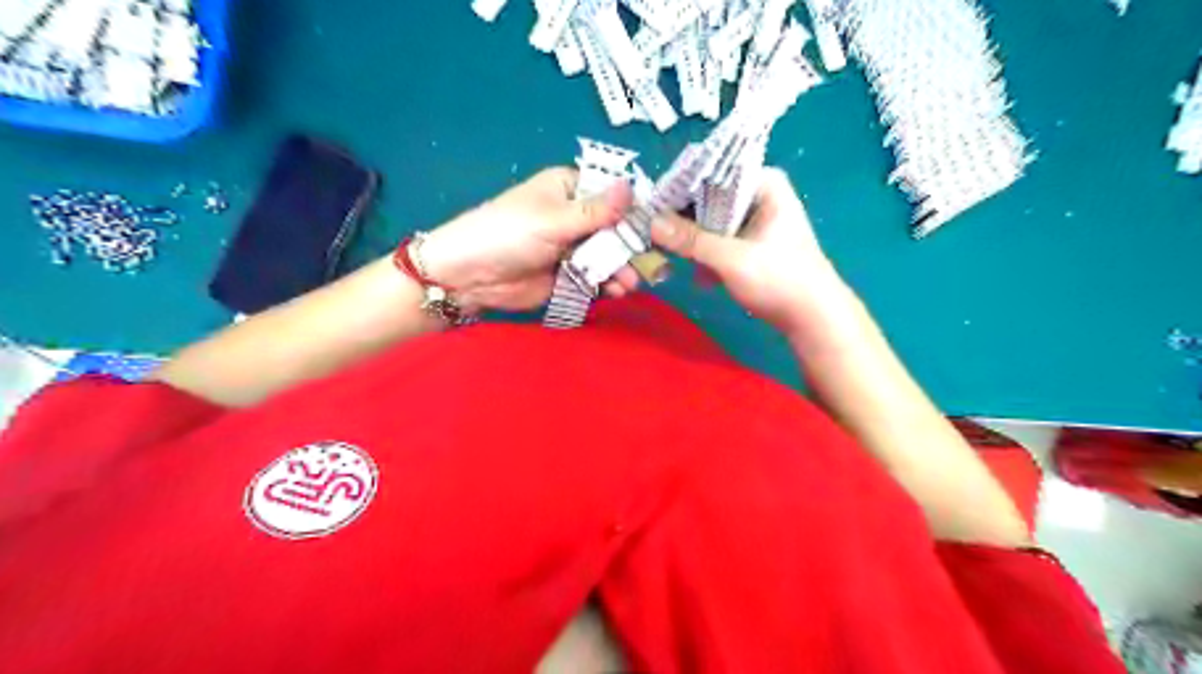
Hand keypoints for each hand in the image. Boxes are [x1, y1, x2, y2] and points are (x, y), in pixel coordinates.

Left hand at [423, 171, 646, 313]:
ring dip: (621, 268)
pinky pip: (595, 276)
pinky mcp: (567, 274)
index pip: (612, 194)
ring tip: (630, 283)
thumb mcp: (554, 220)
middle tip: (652, 264)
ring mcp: (572, 246)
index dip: (636, 210)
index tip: (660, 227)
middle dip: (631, 246)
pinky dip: (607, 283)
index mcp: (569, 189)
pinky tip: (616, 291)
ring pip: (607, 255)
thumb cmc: (509, 234)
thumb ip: (596, 211)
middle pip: (614, 228)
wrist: (469, 276)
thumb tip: (632, 185)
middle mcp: (575, 215)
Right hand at [654, 170, 848, 336]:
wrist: (814, 318)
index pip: (711, 172)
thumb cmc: (781, 280)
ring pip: (711, 220)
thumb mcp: (732, 259)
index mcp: (763, 183)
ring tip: (672, 257)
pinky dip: (707, 254)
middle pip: (708, 197)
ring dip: (693, 240)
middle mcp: (759, 194)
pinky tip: (701, 277)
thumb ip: (691, 239)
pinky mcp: (752, 243)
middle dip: (682, 219)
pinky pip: (719, 238)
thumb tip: (651, 223)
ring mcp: (756, 219)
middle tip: (654, 234)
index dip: (680, 187)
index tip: (651, 207)